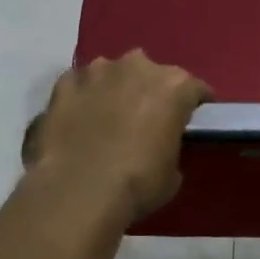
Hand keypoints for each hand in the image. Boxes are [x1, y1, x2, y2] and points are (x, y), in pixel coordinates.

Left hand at [23, 52, 211, 225]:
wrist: (77, 191)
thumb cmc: (137, 184)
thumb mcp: (172, 173)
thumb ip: (170, 146)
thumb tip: (160, 145)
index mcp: (174, 86)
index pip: (195, 89)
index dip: (194, 105)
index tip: (190, 120)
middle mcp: (138, 66)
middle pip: (151, 75)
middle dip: (149, 92)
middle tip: (144, 120)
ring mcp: (97, 71)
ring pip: (112, 74)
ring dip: (114, 90)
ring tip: (106, 119)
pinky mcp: (64, 82)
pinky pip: (80, 86)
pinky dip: (82, 98)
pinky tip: (78, 120)